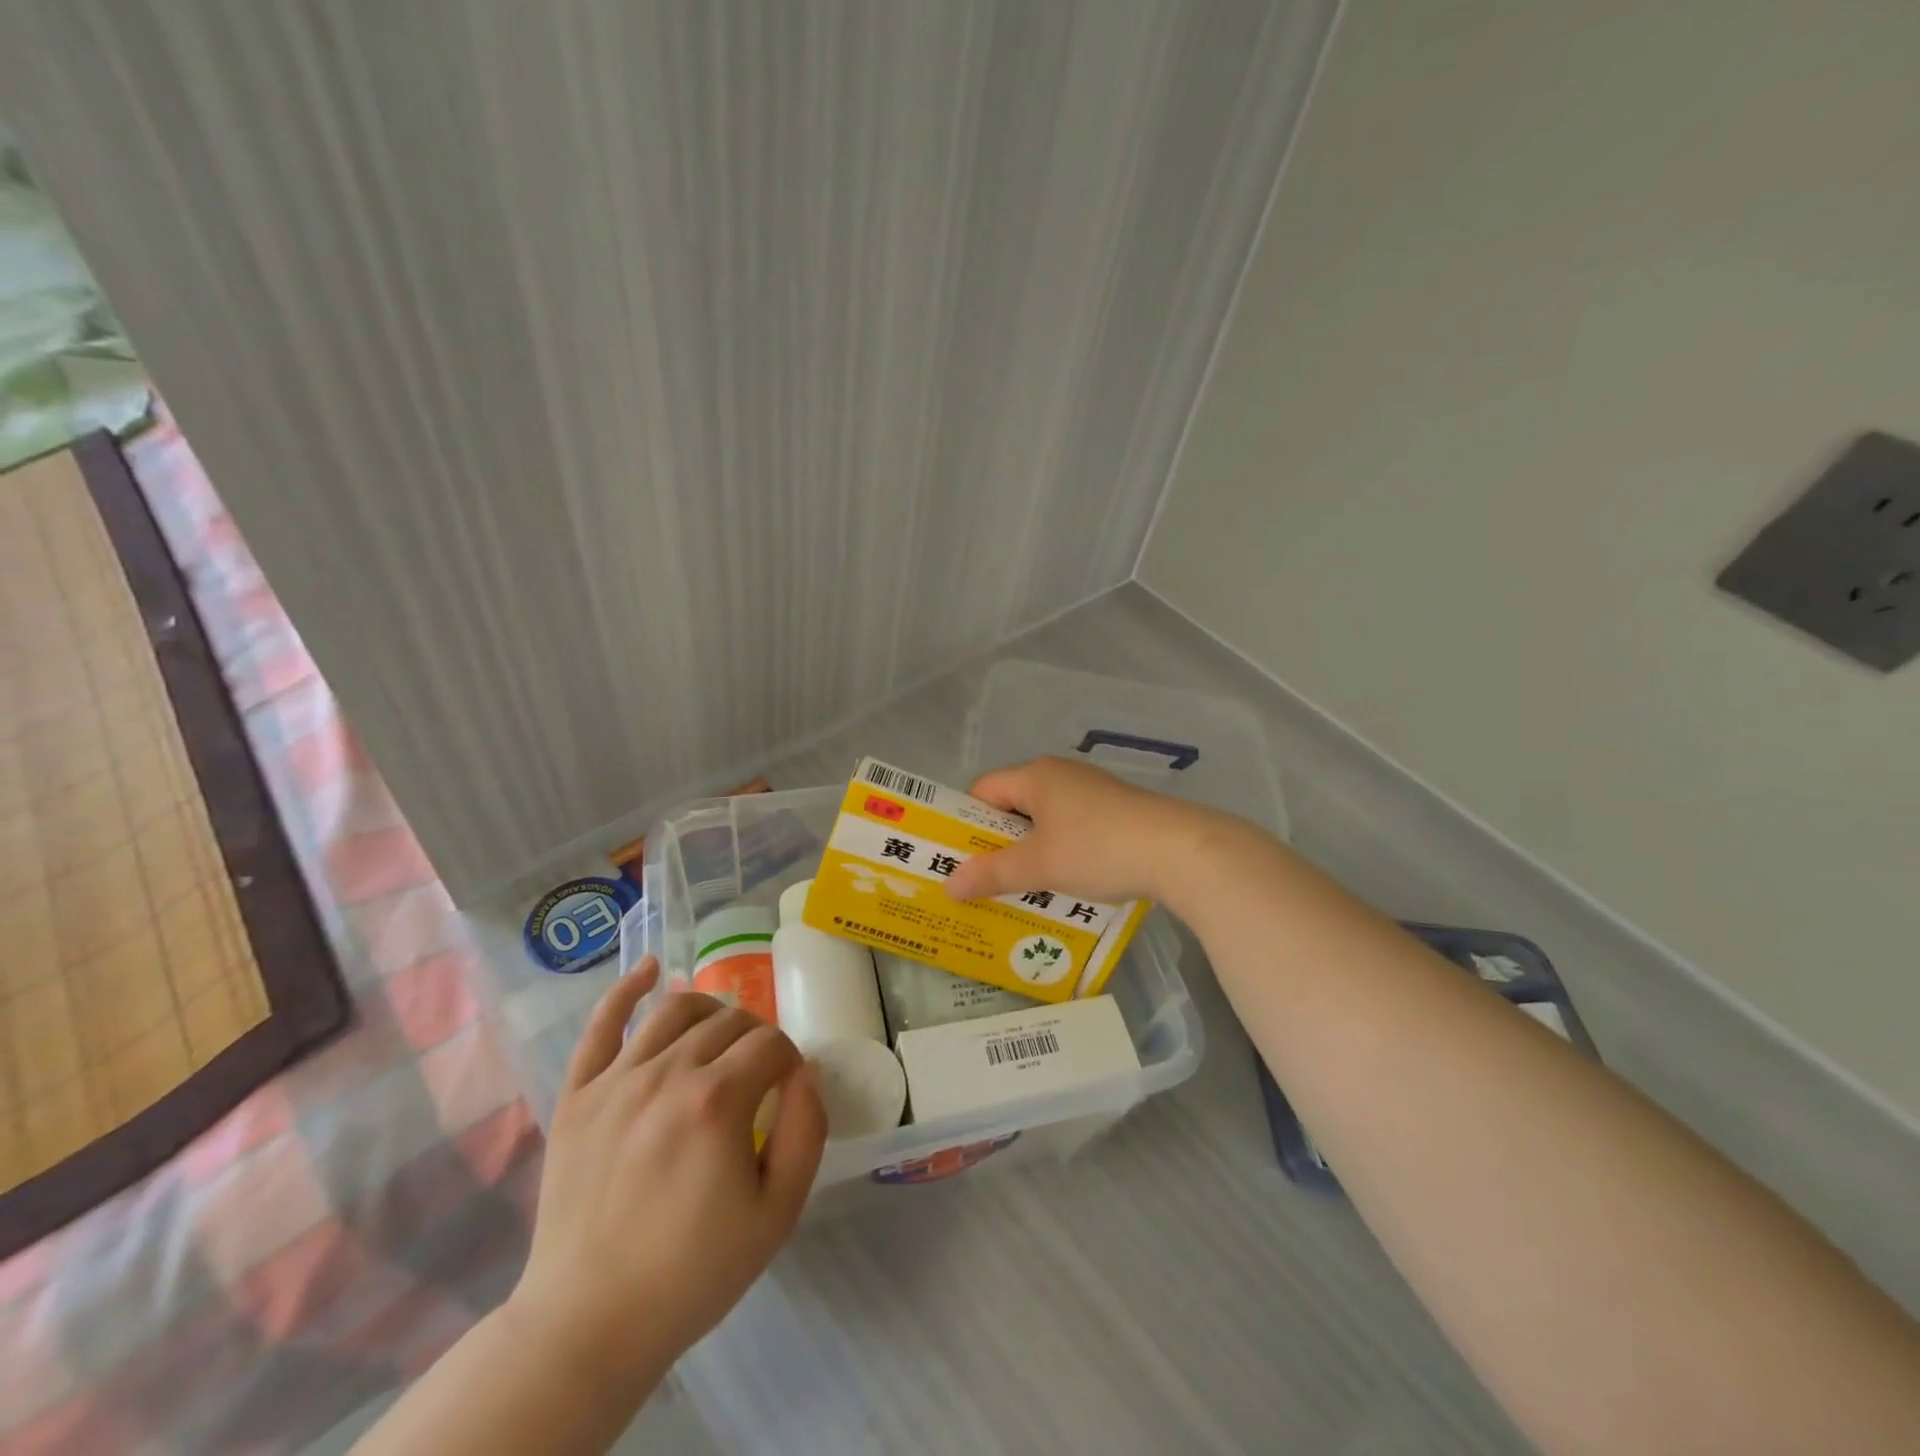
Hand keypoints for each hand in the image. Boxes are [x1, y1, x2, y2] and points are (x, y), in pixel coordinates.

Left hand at [508, 959, 827, 1394]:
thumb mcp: (778, 1212)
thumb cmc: (694, 1271)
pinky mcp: (576, 1094)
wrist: (589, 1324)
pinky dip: (626, 988)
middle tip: (758, 1074)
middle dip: (756, 1038)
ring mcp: (615, 1079)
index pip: (772, 1043)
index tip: (787, 1091)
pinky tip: (648, 968)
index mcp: (718, 1100)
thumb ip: (807, 1128)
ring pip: (675, 1009)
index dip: (790, 1061)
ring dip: (709, 1010)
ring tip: (720, 1034)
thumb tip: (806, 1069)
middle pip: (729, 1022)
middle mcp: (667, 1073)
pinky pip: (601, 1024)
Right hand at [944, 755, 1223, 906]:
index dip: (966, 823)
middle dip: (998, 843)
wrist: (1181, 851)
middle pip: (1014, 805)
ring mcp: (1092, 791)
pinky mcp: (1117, 810)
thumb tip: (947, 886)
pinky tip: (1067, 883)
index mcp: (1036, 775)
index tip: (960, 860)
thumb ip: (991, 874)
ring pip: (1045, 820)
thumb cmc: (1098, 849)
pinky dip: (1061, 851)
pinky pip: (1073, 828)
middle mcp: (1061, 774)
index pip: (983, 790)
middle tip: (985, 880)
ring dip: (1031, 851)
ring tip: (1024, 889)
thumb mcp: (1039, 865)